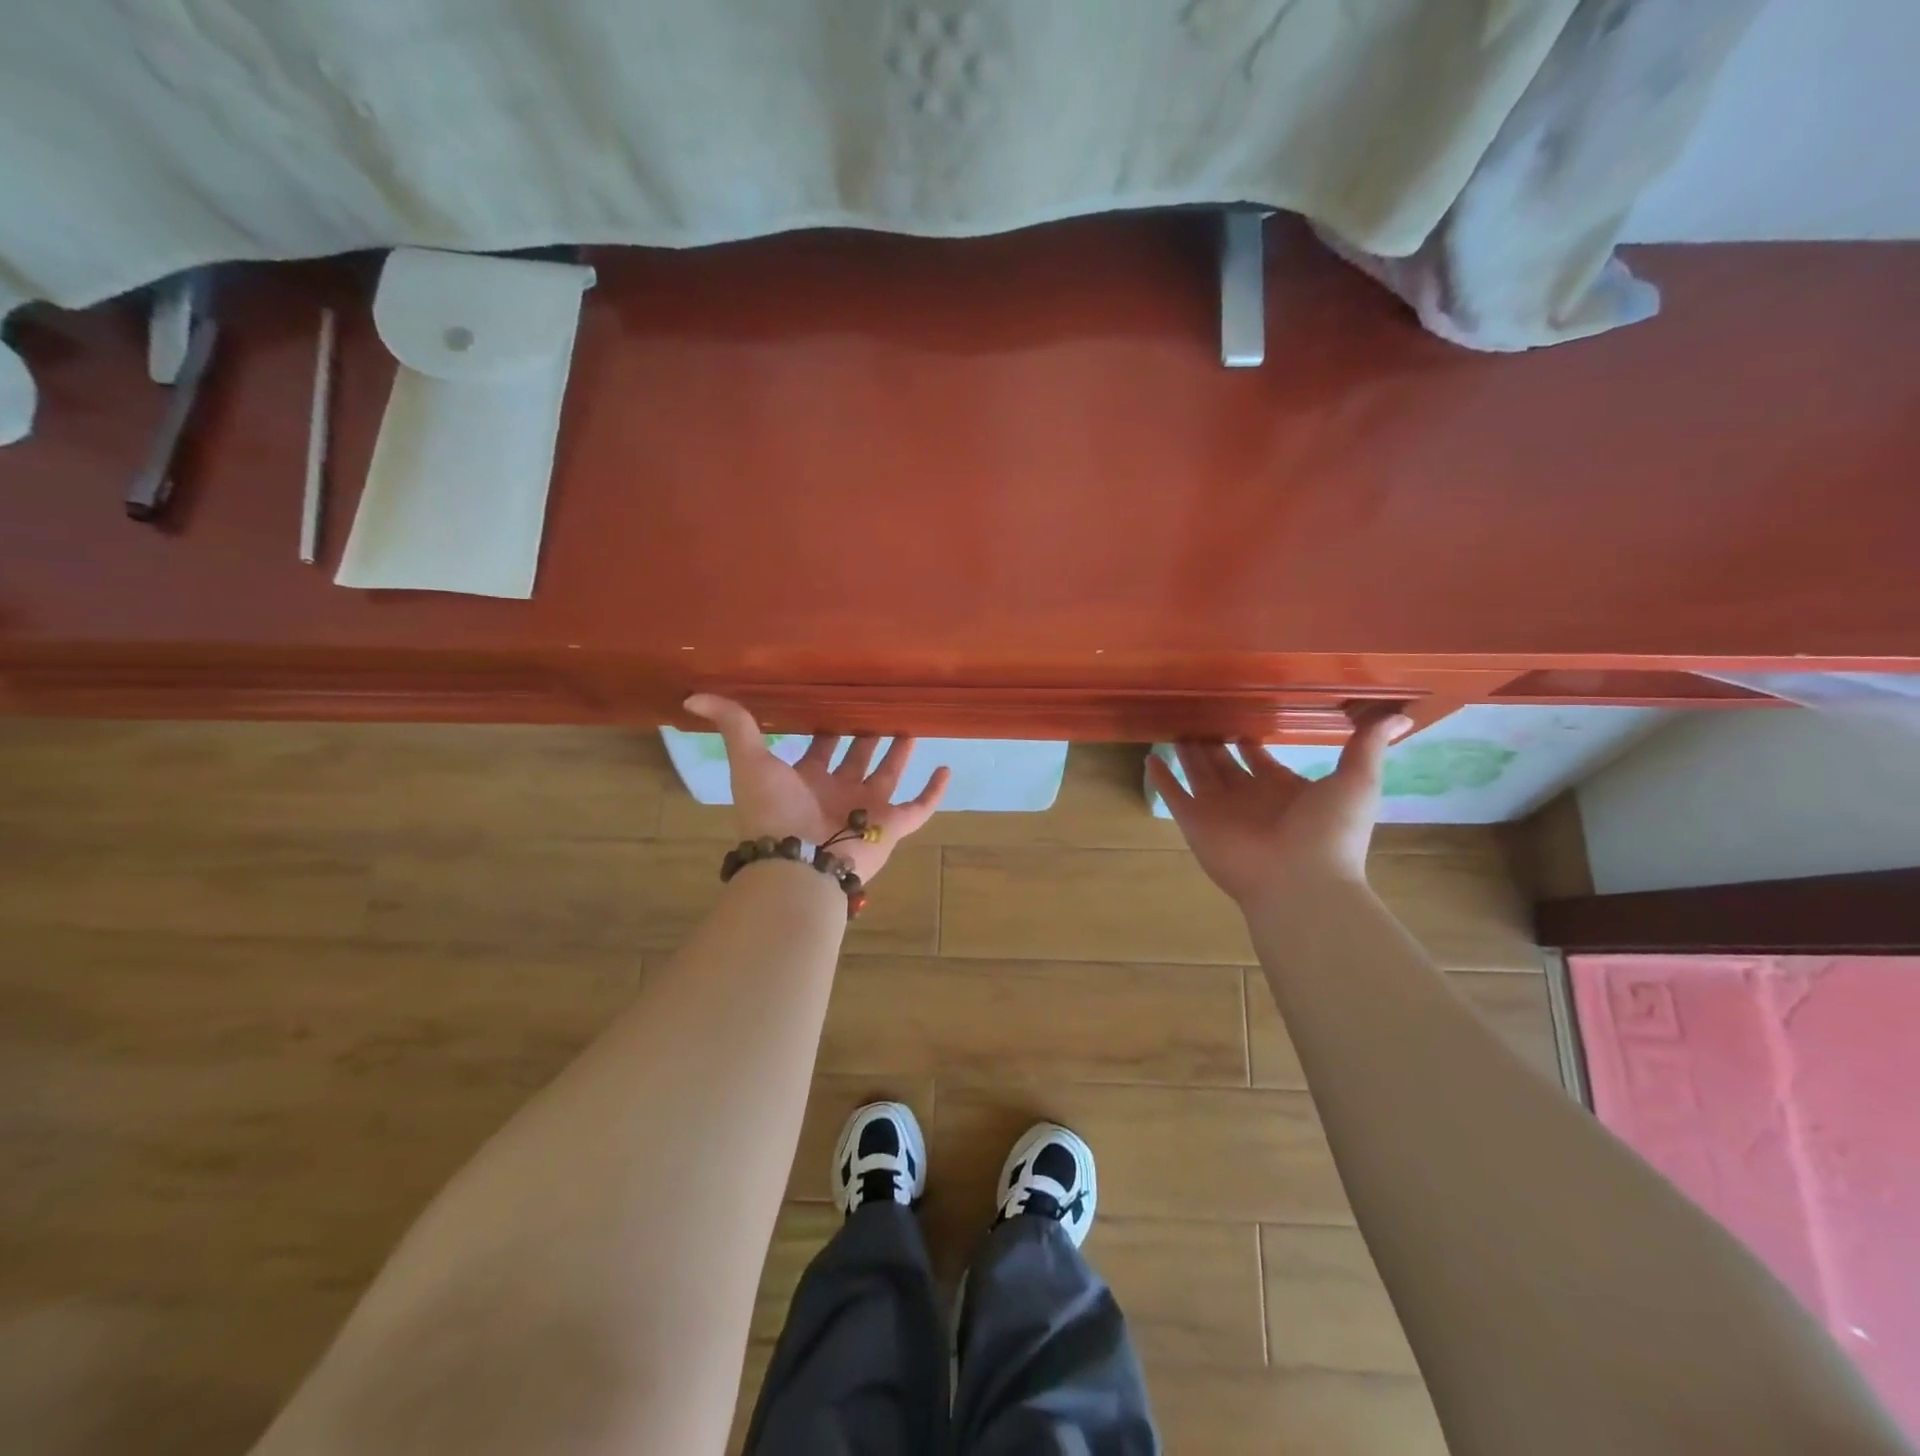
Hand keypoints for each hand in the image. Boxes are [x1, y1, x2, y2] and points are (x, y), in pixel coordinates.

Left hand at [685, 695, 950, 880]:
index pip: (820, 746)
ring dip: (899, 753)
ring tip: (910, 725)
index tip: (840, 696)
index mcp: (806, 779)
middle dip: (866, 734)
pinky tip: (945, 768)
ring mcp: (866, 809)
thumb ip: (733, 725)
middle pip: (856, 757)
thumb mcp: (751, 760)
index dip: (827, 724)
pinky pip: (919, 807)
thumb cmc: (774, 811)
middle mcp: (837, 792)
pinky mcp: (891, 826)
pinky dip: (934, 792)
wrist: (798, 862)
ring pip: (887, 776)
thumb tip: (692, 696)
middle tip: (880, 705)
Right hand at [1148, 709, 1410, 909]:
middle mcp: (1248, 797)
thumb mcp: (1357, 781)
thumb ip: (1367, 745)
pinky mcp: (1196, 823)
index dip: (1252, 738)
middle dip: (1214, 741)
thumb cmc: (1330, 832)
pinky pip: (1174, 795)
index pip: (1262, 758)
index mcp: (1283, 788)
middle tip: (1198, 713)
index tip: (1239, 712)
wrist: (1301, 882)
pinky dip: (1162, 778)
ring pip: (1198, 773)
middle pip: (1225, 763)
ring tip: (1174, 726)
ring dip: (1187, 752)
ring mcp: (1220, 811)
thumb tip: (1400, 715)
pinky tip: (1150, 758)